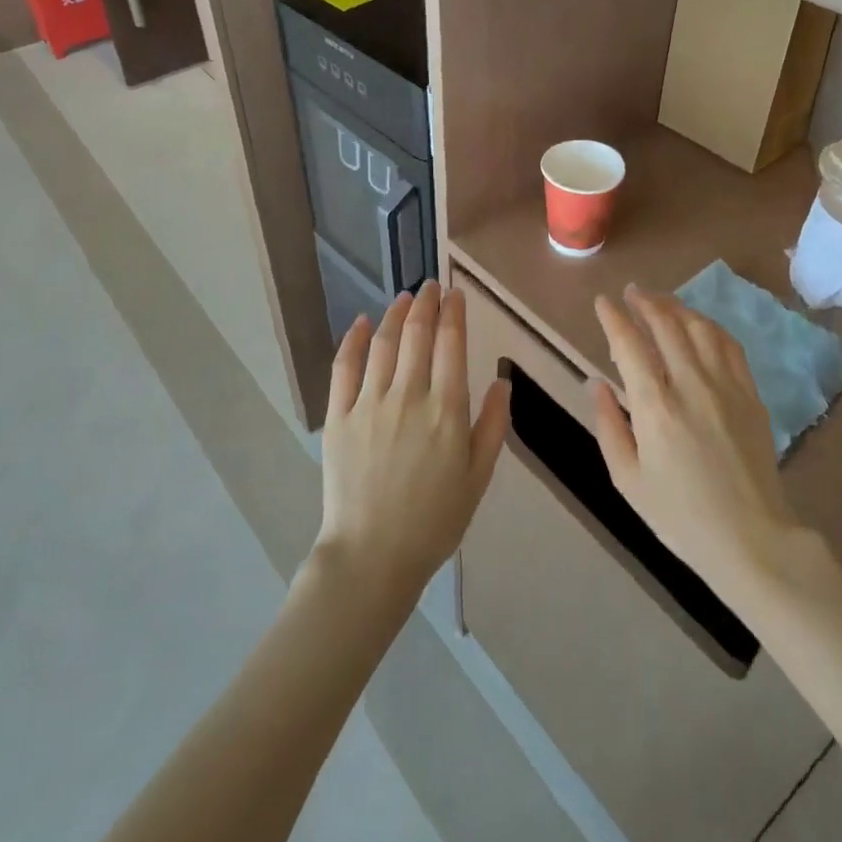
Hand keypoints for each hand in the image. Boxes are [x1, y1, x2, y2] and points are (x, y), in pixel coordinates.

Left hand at [315, 282, 511, 602]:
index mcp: (446, 411)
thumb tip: (502, 382)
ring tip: (405, 297)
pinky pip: (344, 367)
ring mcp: (369, 403)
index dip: (454, 313)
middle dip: (426, 303)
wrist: (373, 557)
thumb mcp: (478, 478)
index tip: (455, 294)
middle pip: (417, 334)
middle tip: (431, 285)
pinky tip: (363, 322)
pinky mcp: (339, 416)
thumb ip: (492, 426)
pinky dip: (355, 339)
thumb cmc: (434, 521)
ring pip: (383, 343)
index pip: (451, 344)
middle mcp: (408, 396)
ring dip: (395, 314)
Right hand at [590, 287, 807, 603]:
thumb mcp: (627, 479)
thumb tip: (595, 383)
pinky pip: (729, 345)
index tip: (602, 302)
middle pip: (666, 325)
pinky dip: (709, 325)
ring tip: (660, 301)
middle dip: (645, 302)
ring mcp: (725, 386)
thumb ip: (608, 425)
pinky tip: (698, 323)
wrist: (751, 539)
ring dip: (676, 307)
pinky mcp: (750, 394)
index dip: (613, 318)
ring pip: (699, 327)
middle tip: (631, 291)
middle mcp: (690, 385)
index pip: (629, 345)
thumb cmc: (679, 516)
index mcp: (655, 407)